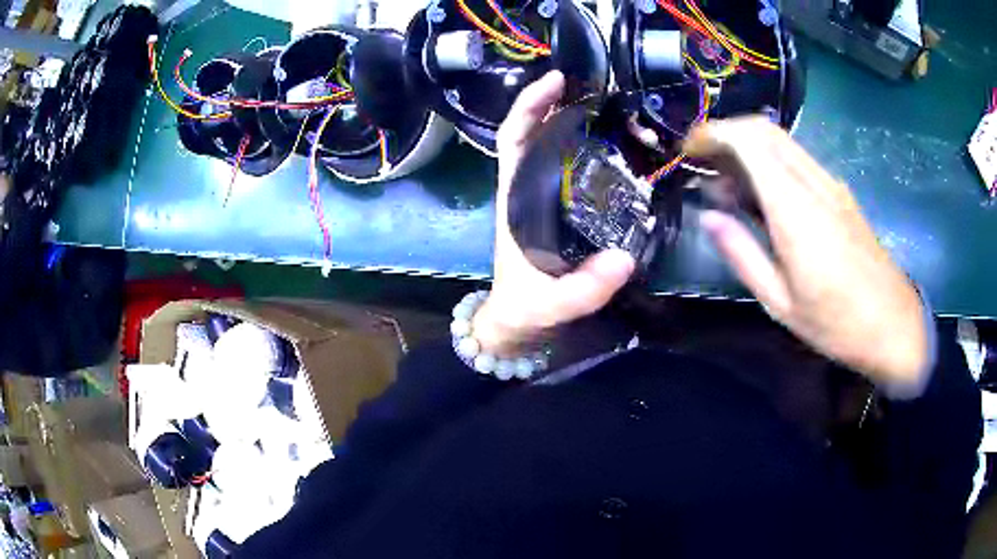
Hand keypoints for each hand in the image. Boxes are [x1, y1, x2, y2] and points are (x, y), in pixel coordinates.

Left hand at [472, 71, 635, 356]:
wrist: (519, 320)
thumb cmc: (528, 306)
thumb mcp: (554, 303)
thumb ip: (585, 288)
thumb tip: (624, 259)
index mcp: (516, 200)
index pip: (514, 140)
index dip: (529, 107)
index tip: (555, 82)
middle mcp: (526, 190)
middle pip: (533, 133)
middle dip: (556, 104)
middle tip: (594, 85)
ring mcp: (541, 198)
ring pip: (551, 147)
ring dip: (572, 122)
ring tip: (609, 106)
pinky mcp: (557, 209)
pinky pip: (568, 169)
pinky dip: (584, 150)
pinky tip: (612, 145)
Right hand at [684, 117, 928, 389]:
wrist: (892, 323)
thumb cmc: (836, 323)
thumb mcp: (780, 303)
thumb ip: (742, 254)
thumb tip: (709, 217)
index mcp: (796, 211)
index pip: (750, 142)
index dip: (713, 134)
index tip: (690, 150)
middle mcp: (814, 184)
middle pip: (764, 130)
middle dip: (726, 132)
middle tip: (703, 161)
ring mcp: (831, 185)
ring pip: (781, 140)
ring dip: (747, 146)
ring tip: (728, 182)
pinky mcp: (840, 193)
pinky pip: (797, 159)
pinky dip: (770, 160)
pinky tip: (763, 194)